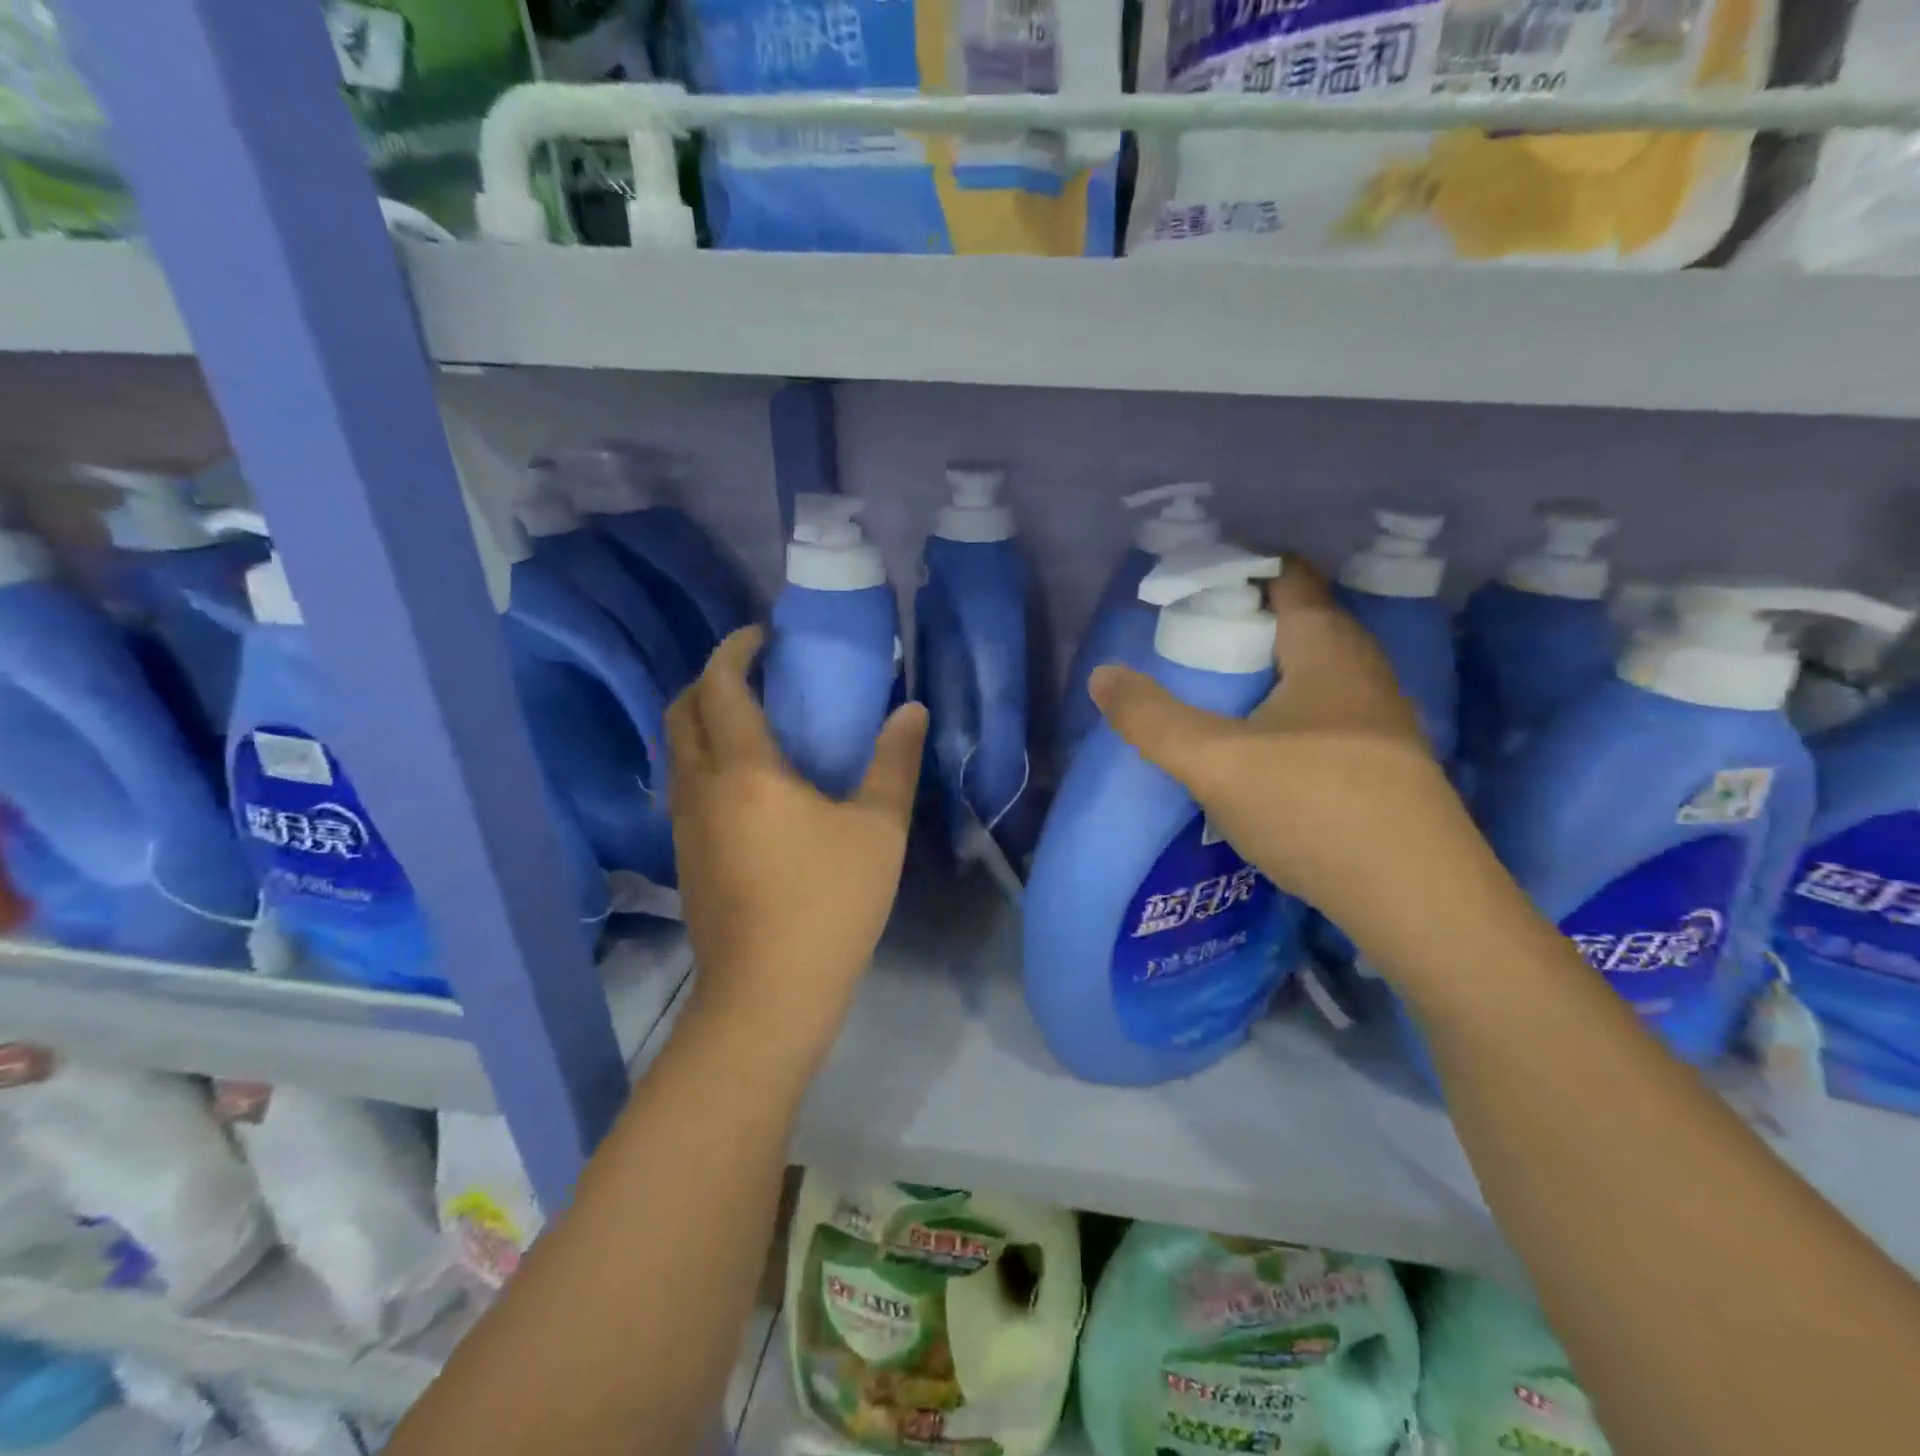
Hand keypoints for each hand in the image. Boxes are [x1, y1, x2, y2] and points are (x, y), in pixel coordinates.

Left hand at [666, 628, 927, 1049]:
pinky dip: (705, 761)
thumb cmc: (828, 903)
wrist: (769, 995)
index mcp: (744, 770)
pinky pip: (684, 787)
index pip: (719, 686)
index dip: (735, 650)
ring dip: (702, 722)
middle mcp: (700, 788)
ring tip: (752, 724)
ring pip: (676, 752)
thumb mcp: (878, 829)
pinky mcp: (685, 858)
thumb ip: (894, 762)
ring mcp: (684, 827)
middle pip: (680, 712)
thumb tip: (911, 710)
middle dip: (709, 680)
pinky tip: (747, 785)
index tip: (762, 637)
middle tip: (753, 676)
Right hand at [1090, 558, 1478, 948]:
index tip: (1187, 583)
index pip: (1287, 576)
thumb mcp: (1214, 762)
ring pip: (1312, 671)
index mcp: (1327, 649)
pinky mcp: (1380, 762)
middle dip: (1244, 619)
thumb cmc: (1315, 809)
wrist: (1419, 901)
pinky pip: (1322, 710)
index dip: (1238, 567)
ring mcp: (1378, 719)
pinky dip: (1283, 708)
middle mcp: (1362, 671)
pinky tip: (1256, 745)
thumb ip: (1151, 717)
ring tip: (1213, 689)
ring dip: (1265, 669)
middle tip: (1188, 639)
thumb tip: (1102, 675)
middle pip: (1300, 621)